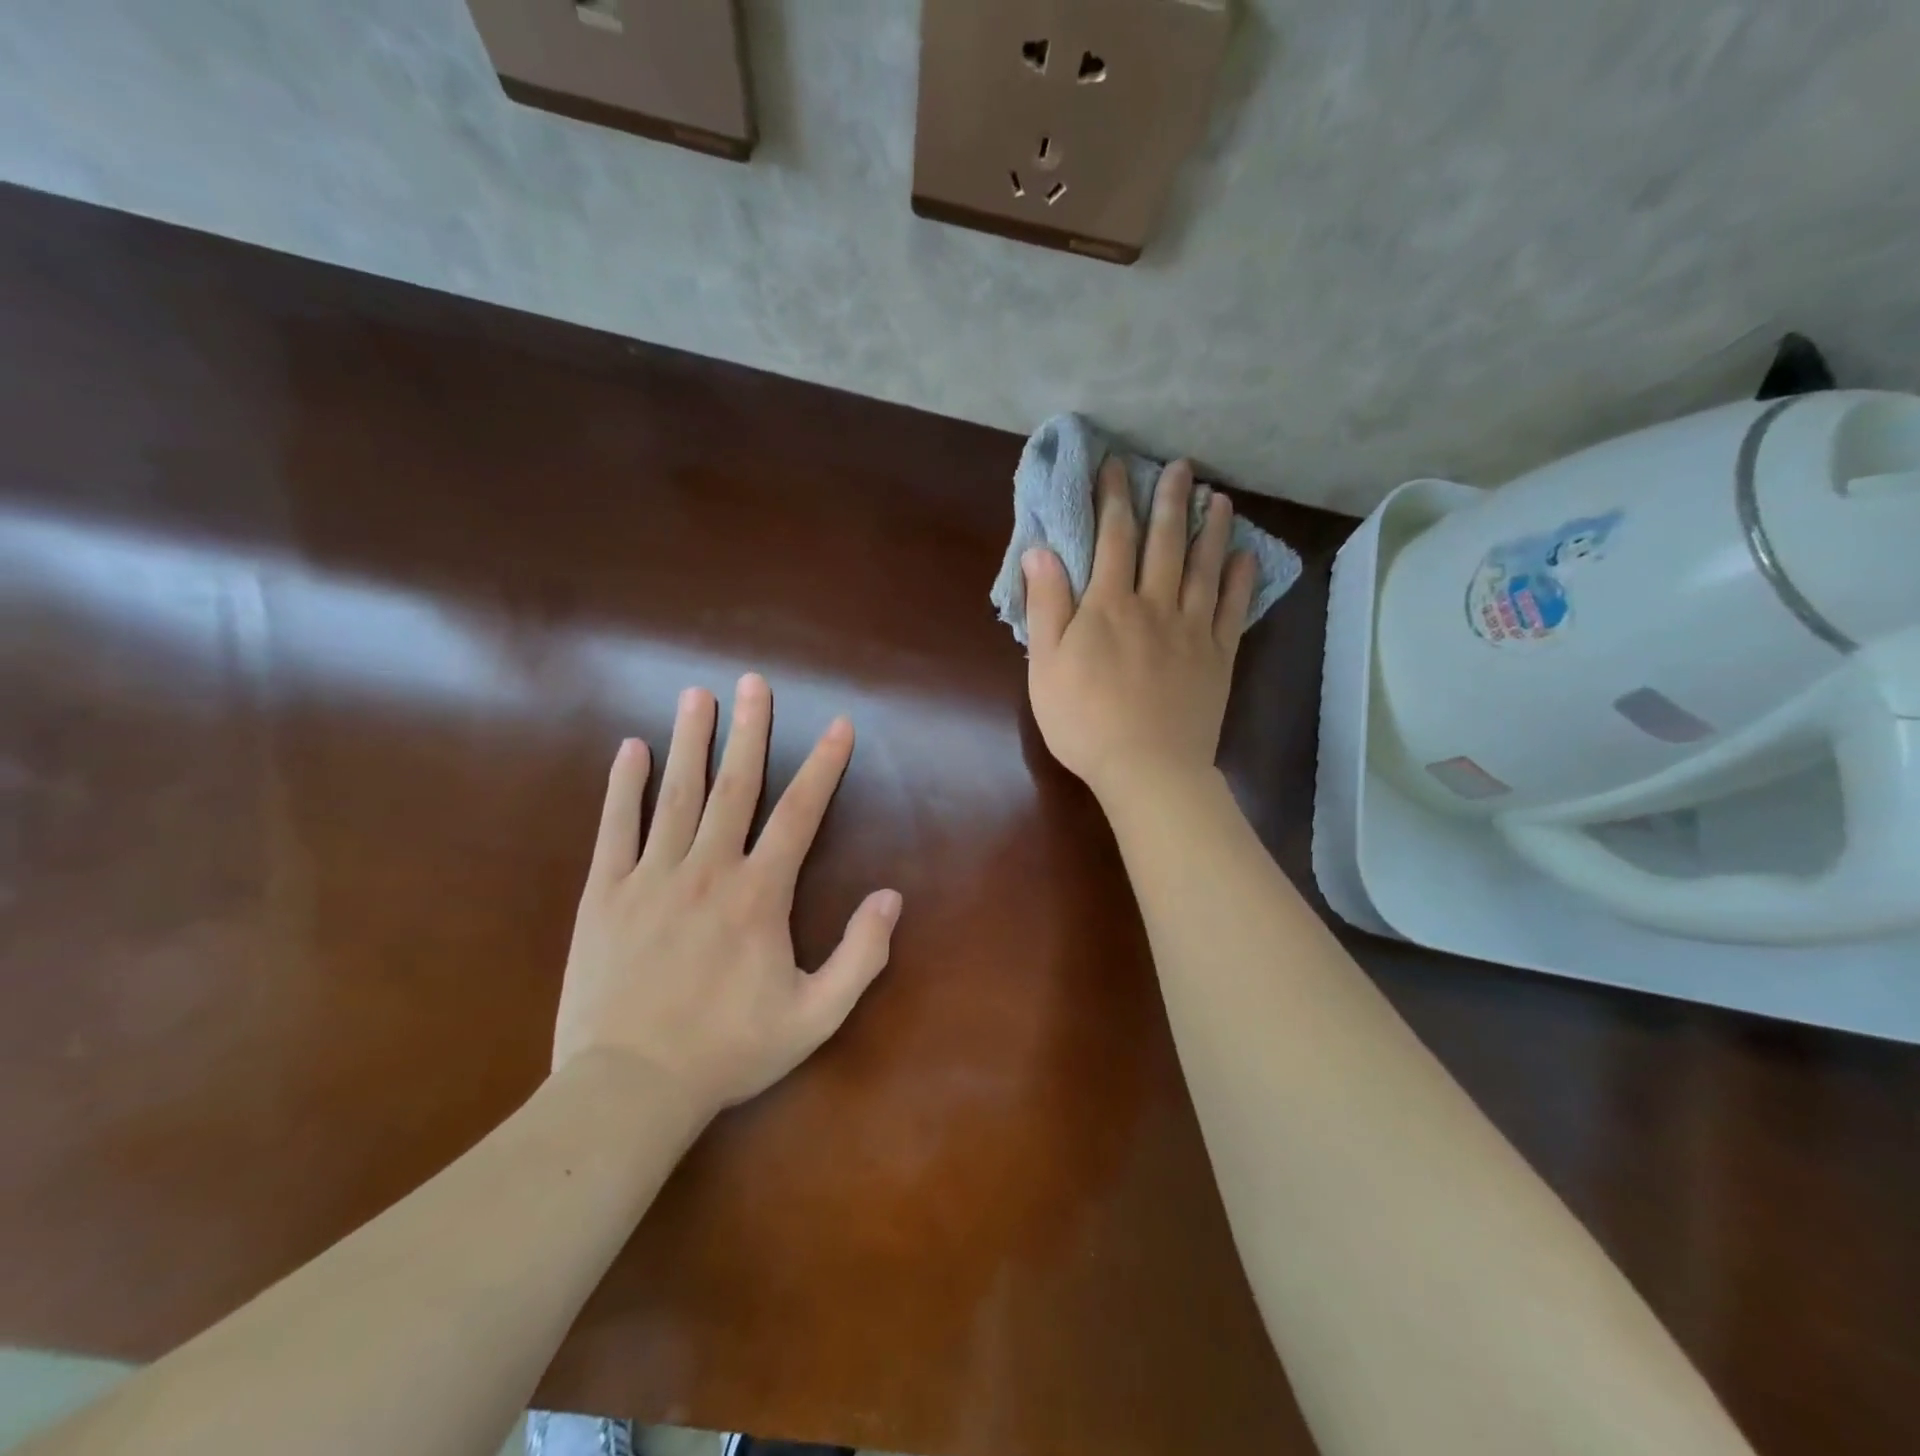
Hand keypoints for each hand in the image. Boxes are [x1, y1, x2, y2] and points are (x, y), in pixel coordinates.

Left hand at [554, 675, 901, 1117]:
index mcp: (759, 895)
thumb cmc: (729, 1051)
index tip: (838, 724)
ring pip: (676, 795)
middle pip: (735, 786)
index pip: (800, 814)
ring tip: (697, 695)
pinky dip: (623, 786)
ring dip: (690, 741)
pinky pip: (615, 828)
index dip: (823, 765)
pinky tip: (631, 750)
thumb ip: (861, 955)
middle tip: (754, 682)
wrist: (629, 1089)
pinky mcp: (604, 894)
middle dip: (749, 730)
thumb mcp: (815, 1016)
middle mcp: (708, 870)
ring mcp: (651, 877)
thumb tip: (891, 897)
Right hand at [1023, 456, 1255, 800]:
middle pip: (1164, 542)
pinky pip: (1233, 609)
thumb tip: (1039, 551)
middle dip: (1169, 500)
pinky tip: (1246, 557)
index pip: (1112, 538)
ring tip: (1220, 499)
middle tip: (1181, 467)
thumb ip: (1046, 606)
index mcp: (1108, 606)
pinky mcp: (1218, 656)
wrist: (1147, 767)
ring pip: (1204, 567)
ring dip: (1212, 529)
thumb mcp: (1046, 666)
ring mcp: (1192, 629)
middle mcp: (1154, 605)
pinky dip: (1241, 580)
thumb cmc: (1084, 721)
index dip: (1114, 498)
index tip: (1117, 466)